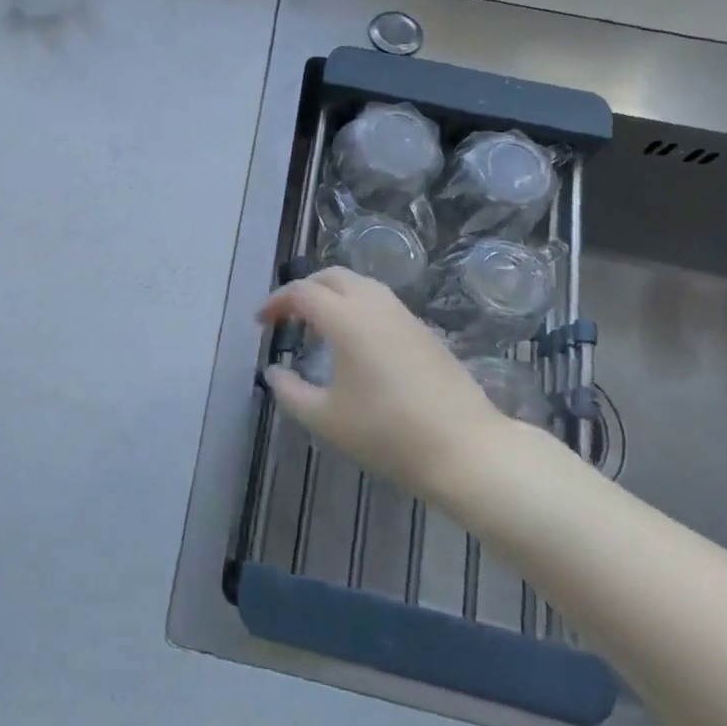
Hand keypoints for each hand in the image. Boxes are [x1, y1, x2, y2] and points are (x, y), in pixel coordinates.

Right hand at [259, 268, 538, 509]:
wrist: (465, 448)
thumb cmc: (387, 433)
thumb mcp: (325, 419)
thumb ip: (290, 392)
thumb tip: (274, 373)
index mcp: (346, 319)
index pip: (302, 292)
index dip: (276, 302)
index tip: (261, 323)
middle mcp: (375, 306)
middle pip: (333, 276)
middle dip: (304, 290)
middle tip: (287, 317)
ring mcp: (405, 316)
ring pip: (361, 285)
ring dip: (333, 296)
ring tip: (319, 329)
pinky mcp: (424, 332)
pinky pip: (381, 303)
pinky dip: (357, 308)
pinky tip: (355, 345)